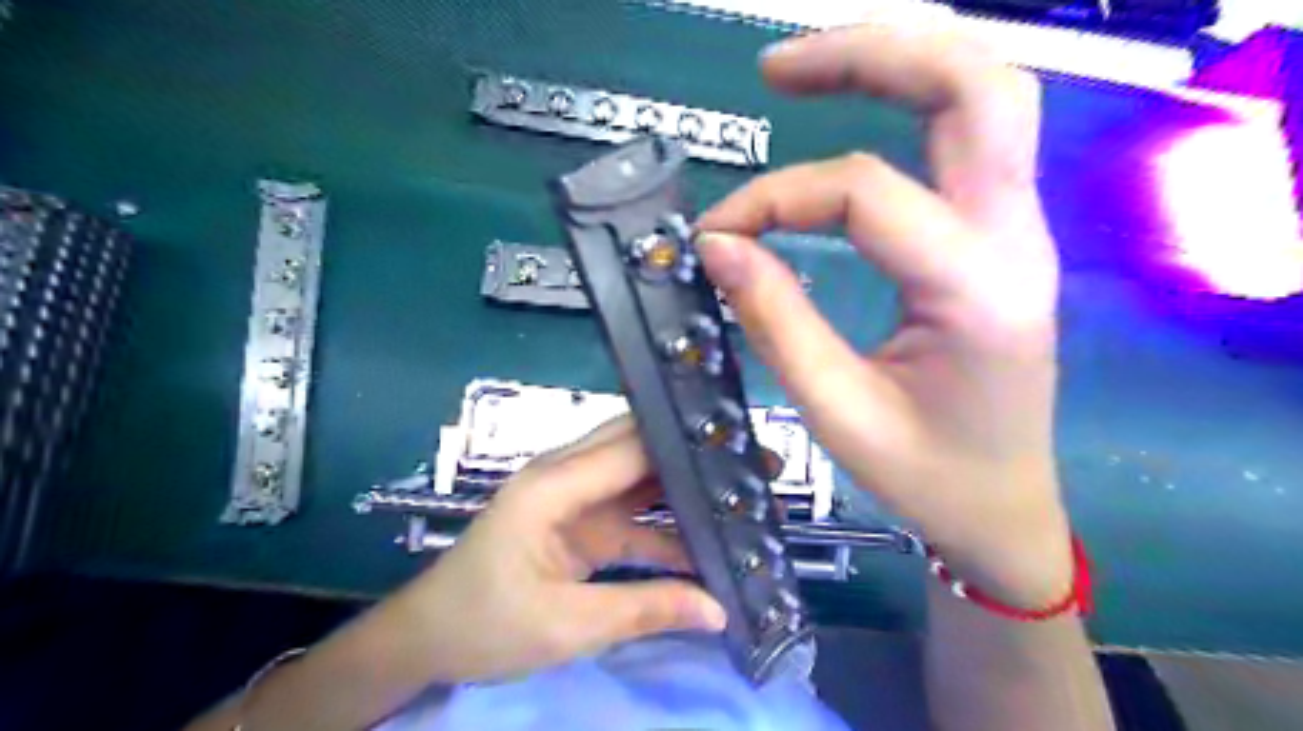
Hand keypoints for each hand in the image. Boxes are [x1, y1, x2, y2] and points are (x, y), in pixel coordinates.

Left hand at [391, 416, 728, 686]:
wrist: (430, 639)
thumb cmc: (484, 624)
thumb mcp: (566, 625)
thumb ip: (644, 609)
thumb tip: (719, 609)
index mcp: (554, 484)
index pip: (632, 446)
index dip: (686, 444)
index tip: (740, 449)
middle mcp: (566, 475)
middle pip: (639, 448)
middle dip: (694, 454)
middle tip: (753, 465)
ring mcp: (575, 497)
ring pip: (641, 478)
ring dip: (686, 487)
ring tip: (742, 496)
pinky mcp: (581, 521)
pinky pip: (634, 513)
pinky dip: (668, 525)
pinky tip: (706, 542)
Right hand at [697, 16, 1073, 606]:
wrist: (1005, 508)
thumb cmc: (928, 476)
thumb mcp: (837, 411)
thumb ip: (774, 319)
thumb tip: (717, 246)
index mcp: (976, 290)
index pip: (865, 193)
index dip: (774, 200)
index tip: (714, 236)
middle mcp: (1014, 238)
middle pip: (973, 85)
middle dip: (872, 53)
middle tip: (777, 67)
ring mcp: (1017, 229)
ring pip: (983, 93)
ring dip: (897, 60)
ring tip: (807, 68)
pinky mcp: (999, 236)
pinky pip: (969, 134)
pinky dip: (911, 100)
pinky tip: (859, 105)